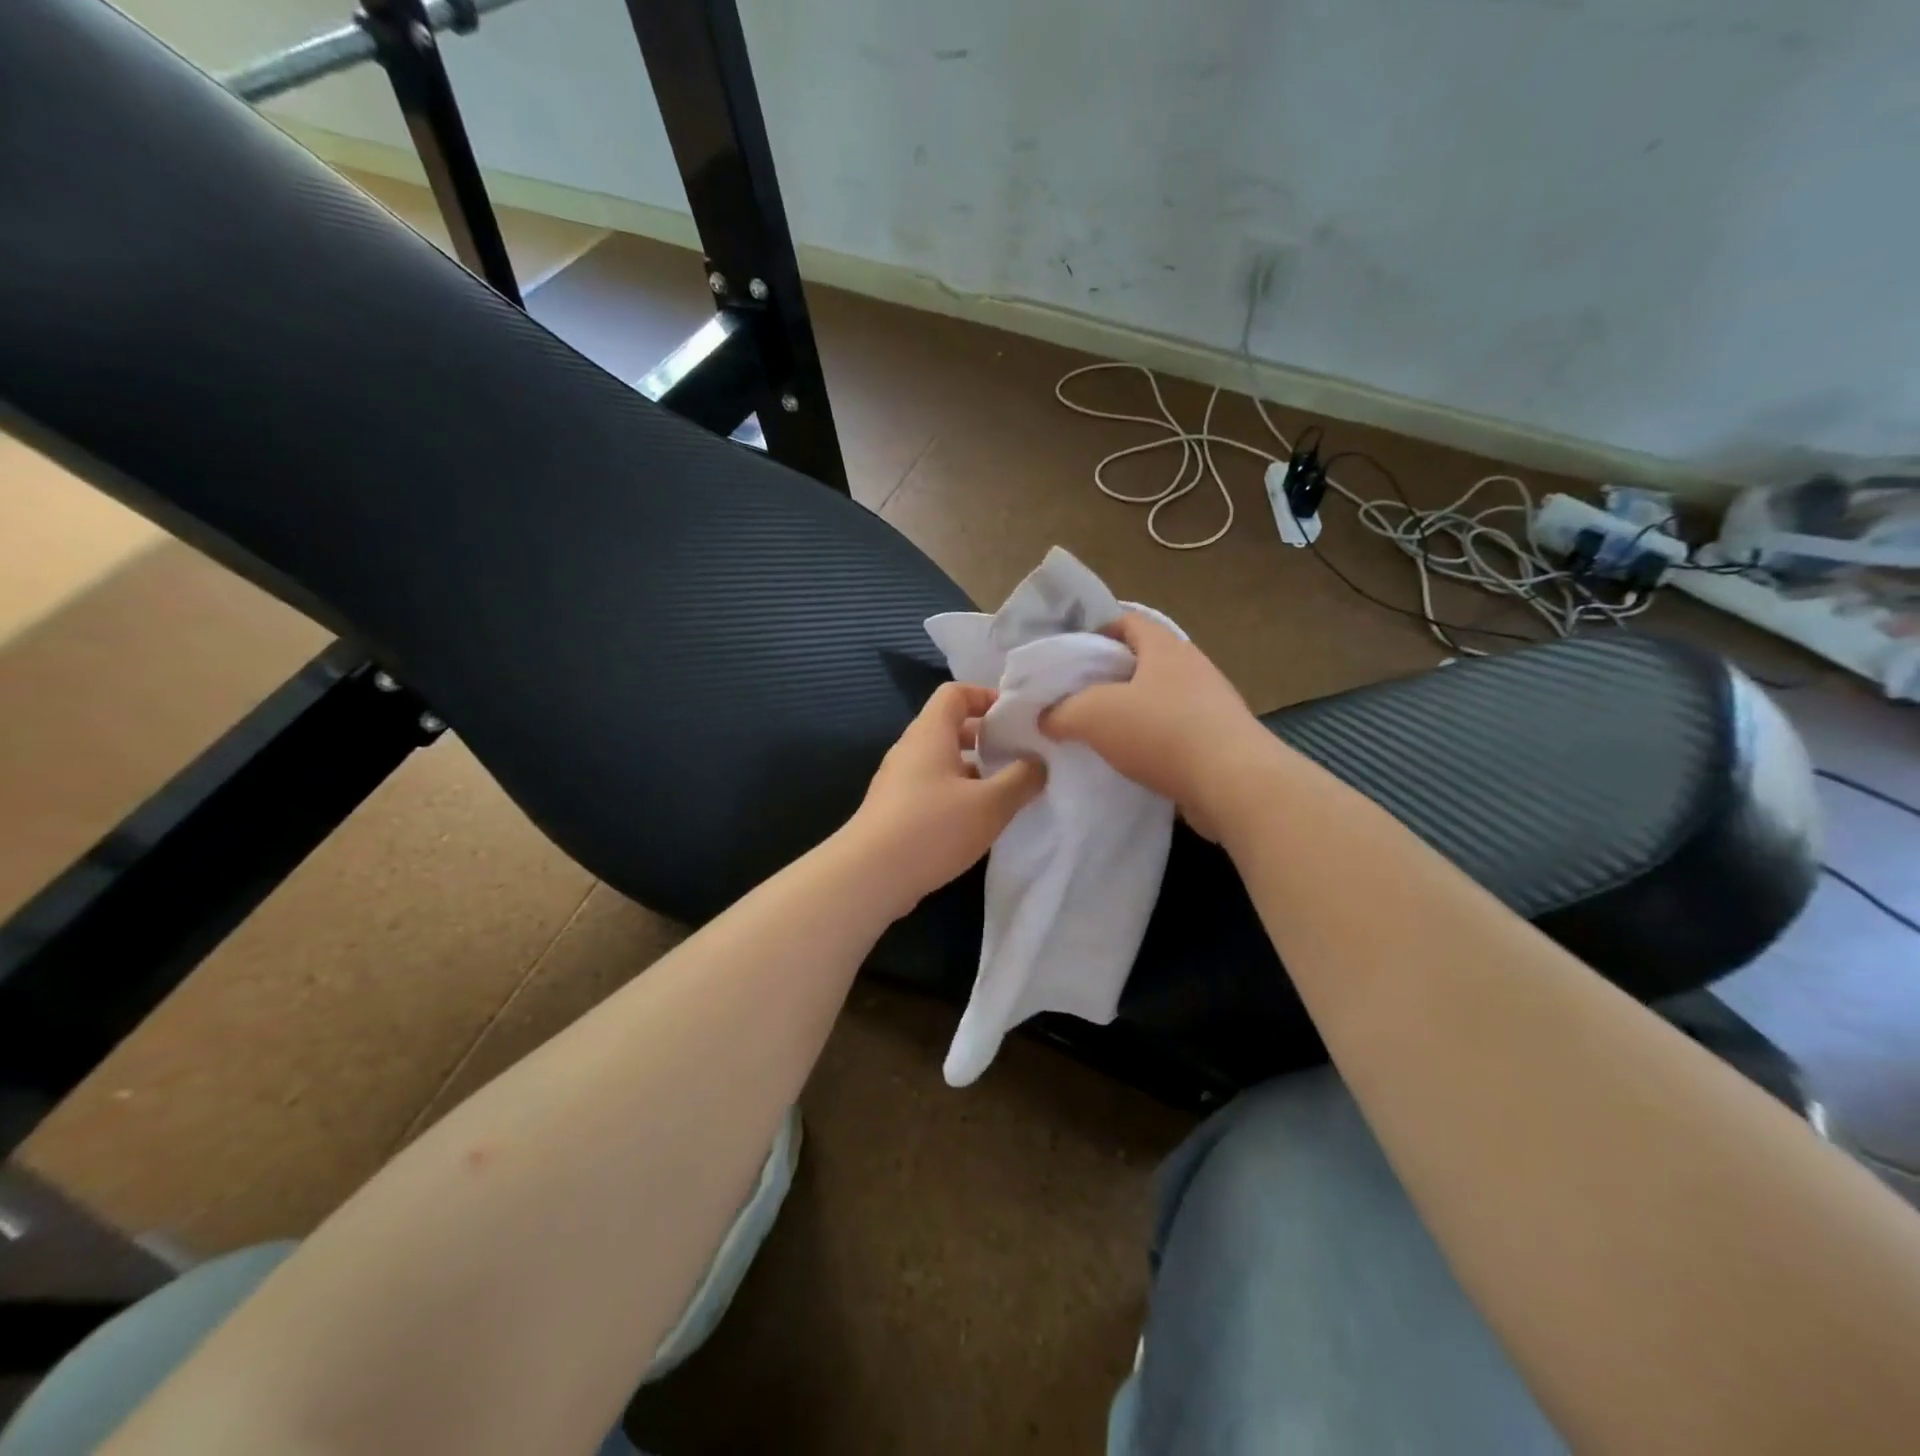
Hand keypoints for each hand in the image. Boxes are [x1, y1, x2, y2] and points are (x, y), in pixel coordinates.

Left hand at [846, 682, 1045, 914]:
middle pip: (951, 728)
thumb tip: (1037, 763)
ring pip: (944, 763)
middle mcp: (911, 750)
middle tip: (1020, 756)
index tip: (1016, 718)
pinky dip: (958, 796)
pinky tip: (979, 822)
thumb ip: (1022, 779)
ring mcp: (899, 782)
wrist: (869, 876)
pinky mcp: (896, 811)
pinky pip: (933, 789)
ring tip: (1008, 792)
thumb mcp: (990, 804)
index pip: (955, 693)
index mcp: (929, 733)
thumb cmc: (932, 828)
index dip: (986, 696)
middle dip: (987, 739)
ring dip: (975, 772)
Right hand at [1040, 613, 1270, 838]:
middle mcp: (1192, 666)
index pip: (1127, 621)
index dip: (1096, 632)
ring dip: (1131, 711)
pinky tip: (1131, 761)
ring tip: (1099, 732)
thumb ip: (1061, 712)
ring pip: (1160, 697)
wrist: (1233, 783)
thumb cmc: (1160, 732)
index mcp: (1165, 647)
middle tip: (1076, 697)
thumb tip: (1045, 717)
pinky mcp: (1220, 738)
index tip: (1070, 656)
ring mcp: (1211, 703)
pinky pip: (1176, 730)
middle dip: (1110, 676)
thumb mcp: (1092, 716)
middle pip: (1143, 661)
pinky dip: (1152, 739)